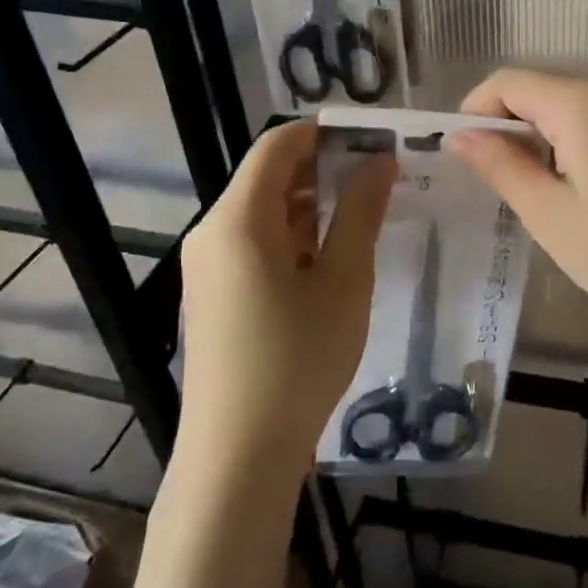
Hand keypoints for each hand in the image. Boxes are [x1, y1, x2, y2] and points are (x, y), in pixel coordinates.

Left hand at [178, 120, 395, 473]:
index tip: (371, 140)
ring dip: (309, 205)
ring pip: (262, 212)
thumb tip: (380, 160)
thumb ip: (360, 212)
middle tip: (378, 179)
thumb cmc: (298, 358)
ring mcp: (207, 266)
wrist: (238, 454)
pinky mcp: (213, 295)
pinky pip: (253, 244)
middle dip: (322, 169)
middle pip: (267, 176)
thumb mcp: (344, 280)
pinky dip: (292, 236)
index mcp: (238, 219)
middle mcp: (212, 232)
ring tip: (362, 217)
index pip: (277, 146)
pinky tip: (329, 258)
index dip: (324, 133)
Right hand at [448, 70, 587, 369]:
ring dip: (540, 137)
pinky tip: (577, 190)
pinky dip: (573, 144)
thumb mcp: (549, 213)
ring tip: (532, 191)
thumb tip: (459, 136)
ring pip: (570, 107)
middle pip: (541, 90)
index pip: (509, 82)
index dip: (474, 110)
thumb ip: (501, 165)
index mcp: (584, 102)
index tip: (459, 154)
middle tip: (492, 181)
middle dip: (507, 126)